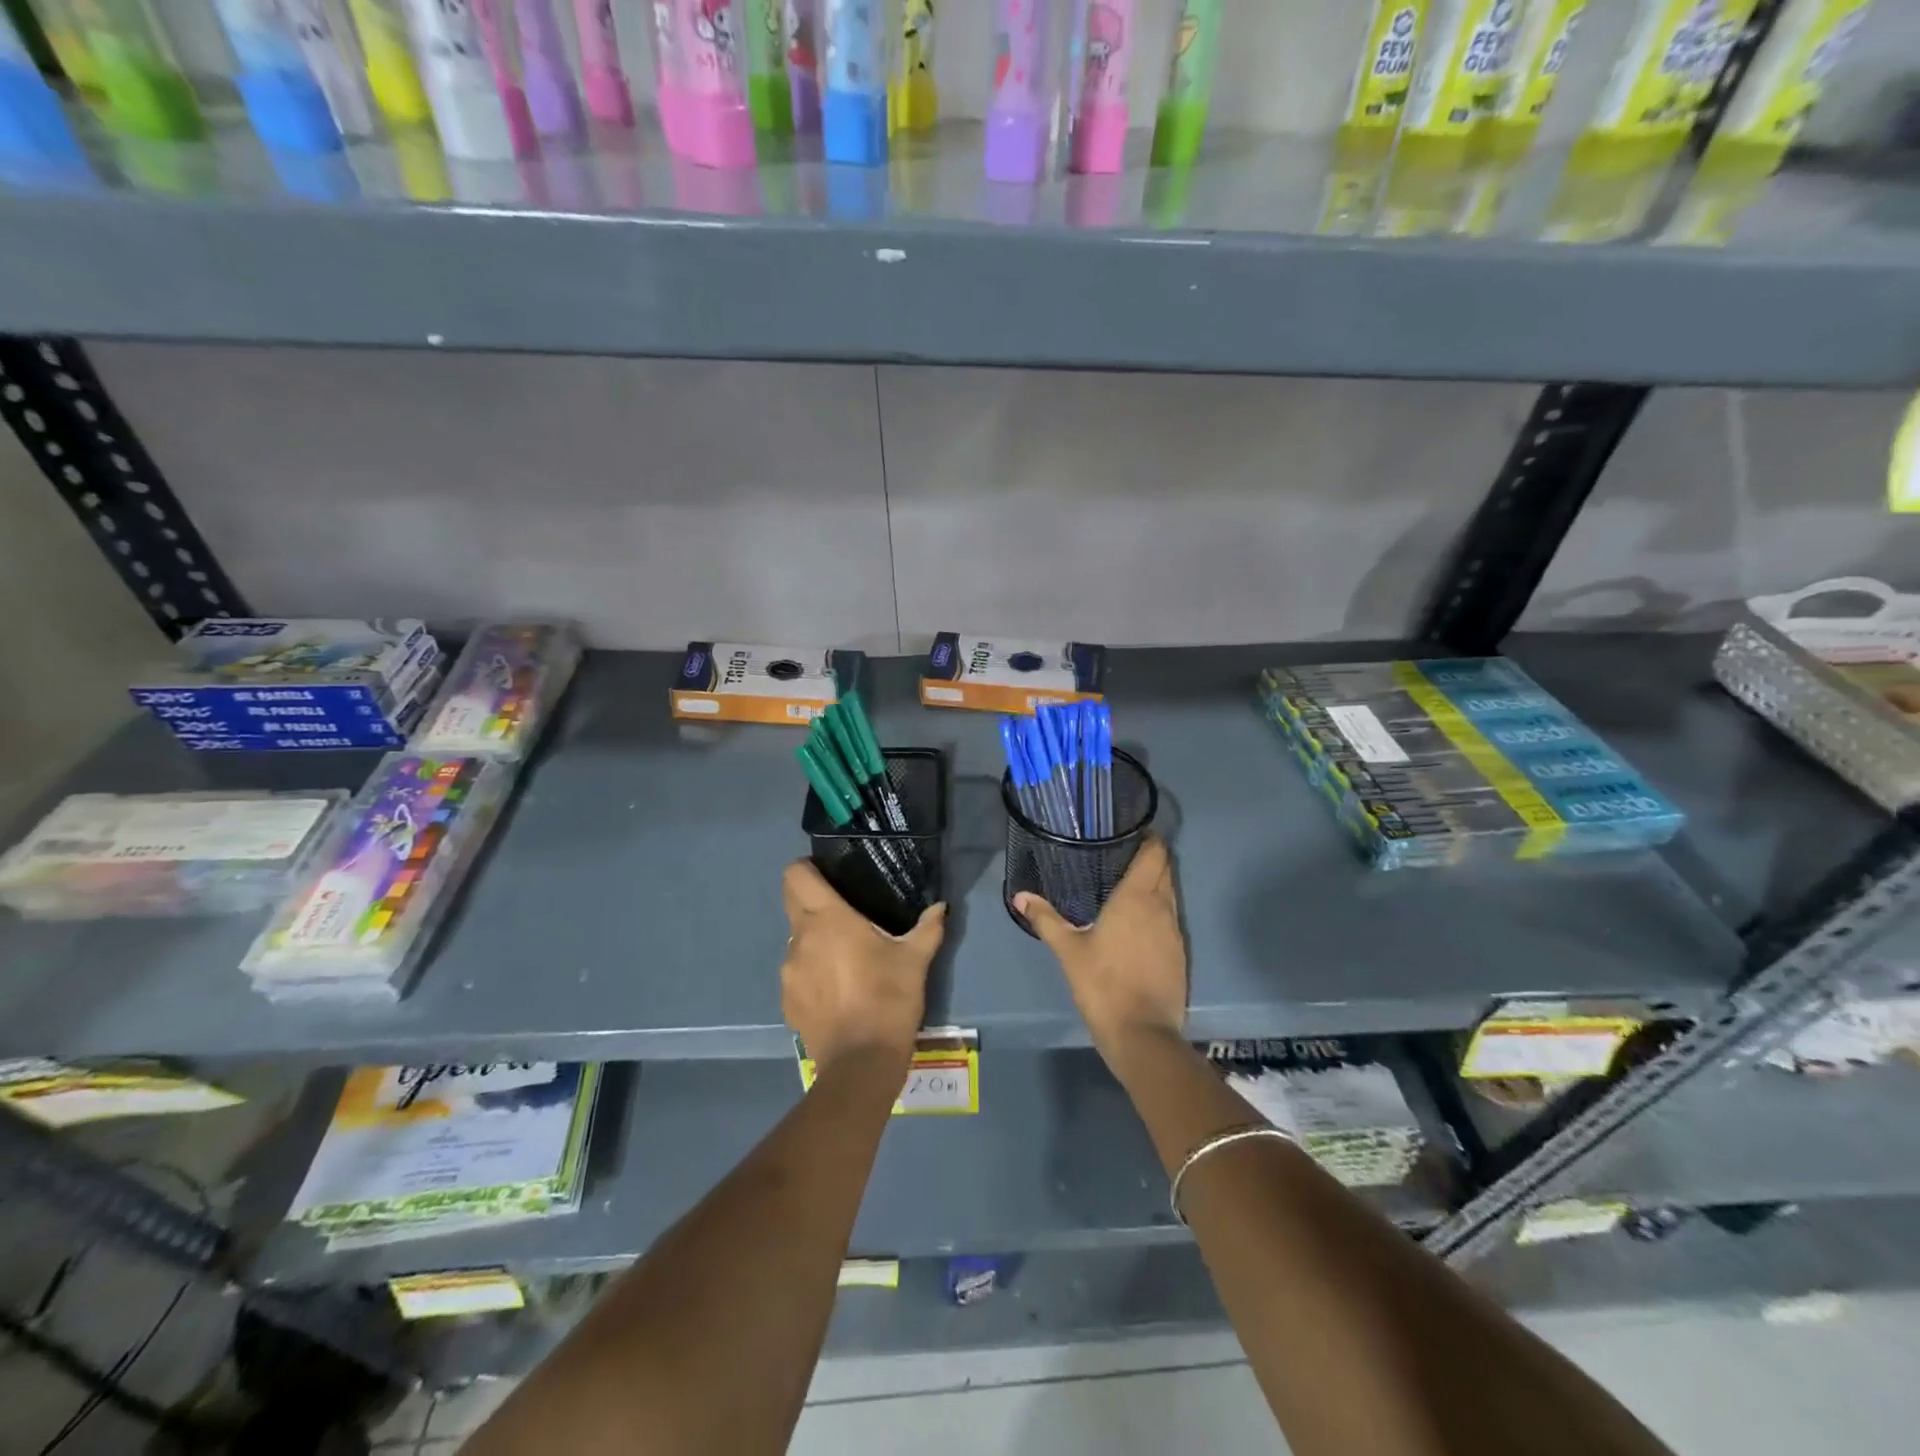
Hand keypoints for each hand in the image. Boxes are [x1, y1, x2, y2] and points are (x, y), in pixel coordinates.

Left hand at [781, 860, 945, 1078]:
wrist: (860, 1064)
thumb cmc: (888, 1000)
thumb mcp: (915, 961)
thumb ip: (928, 928)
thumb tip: (940, 907)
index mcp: (827, 919)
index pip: (796, 876)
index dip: (806, 868)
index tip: (828, 874)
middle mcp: (800, 939)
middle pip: (793, 903)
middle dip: (812, 900)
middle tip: (844, 911)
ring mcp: (789, 972)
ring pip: (796, 940)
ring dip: (815, 940)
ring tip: (845, 957)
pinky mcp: (787, 1000)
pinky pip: (797, 972)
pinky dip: (812, 972)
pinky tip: (837, 990)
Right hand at [1015, 835, 1186, 1057]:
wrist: (1142, 1034)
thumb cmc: (1103, 984)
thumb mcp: (1068, 950)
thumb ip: (1045, 919)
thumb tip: (1020, 896)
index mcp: (1137, 897)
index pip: (1154, 854)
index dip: (1148, 838)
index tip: (1130, 831)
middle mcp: (1162, 907)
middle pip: (1165, 870)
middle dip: (1150, 858)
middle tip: (1122, 854)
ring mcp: (1175, 931)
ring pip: (1170, 894)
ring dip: (1156, 883)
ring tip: (1127, 882)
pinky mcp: (1180, 953)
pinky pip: (1171, 918)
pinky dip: (1159, 910)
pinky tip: (1139, 920)